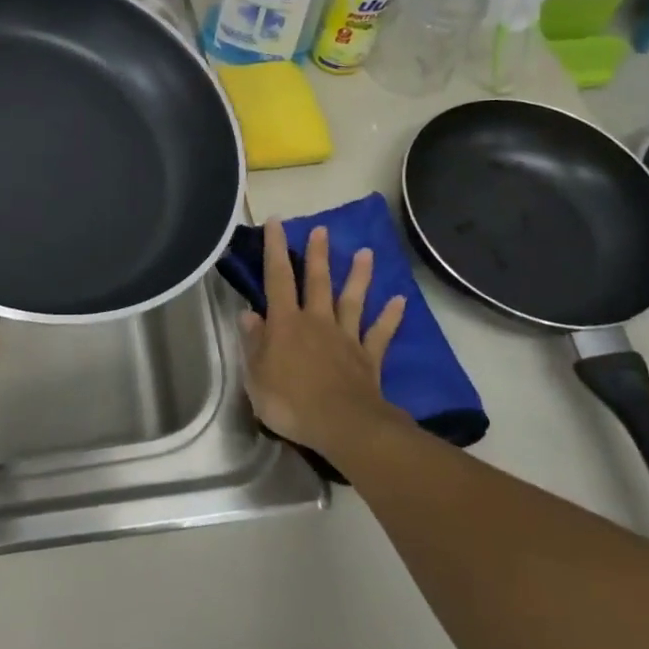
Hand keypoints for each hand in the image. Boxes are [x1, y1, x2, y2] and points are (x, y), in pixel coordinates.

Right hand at [240, 220, 406, 453]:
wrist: (342, 426)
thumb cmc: (290, 402)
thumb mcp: (256, 376)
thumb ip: (254, 343)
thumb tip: (248, 315)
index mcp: (285, 324)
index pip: (277, 279)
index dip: (275, 249)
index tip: (277, 222)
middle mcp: (317, 322)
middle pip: (317, 281)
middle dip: (318, 254)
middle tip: (322, 229)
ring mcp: (346, 338)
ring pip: (352, 300)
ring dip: (358, 276)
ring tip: (366, 252)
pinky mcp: (368, 357)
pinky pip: (380, 333)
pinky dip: (390, 316)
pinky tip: (400, 300)